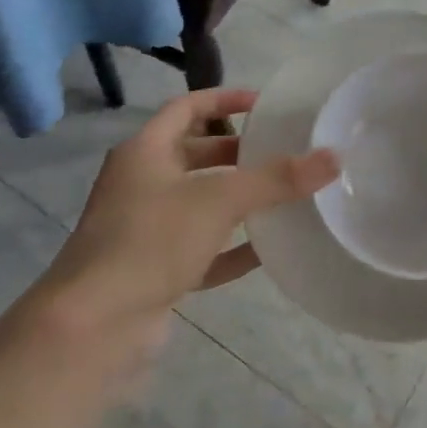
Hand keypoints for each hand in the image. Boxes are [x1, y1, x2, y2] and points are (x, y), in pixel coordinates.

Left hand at [38, 88, 338, 328]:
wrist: (93, 328)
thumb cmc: (151, 242)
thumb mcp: (219, 201)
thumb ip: (277, 179)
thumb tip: (333, 157)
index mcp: (144, 152)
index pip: (188, 108)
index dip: (225, 99)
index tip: (266, 104)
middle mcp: (141, 184)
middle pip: (195, 155)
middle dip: (238, 152)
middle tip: (283, 152)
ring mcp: (145, 230)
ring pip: (200, 203)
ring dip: (238, 199)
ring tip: (285, 195)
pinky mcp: (154, 271)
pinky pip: (202, 249)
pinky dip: (232, 246)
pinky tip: (268, 249)